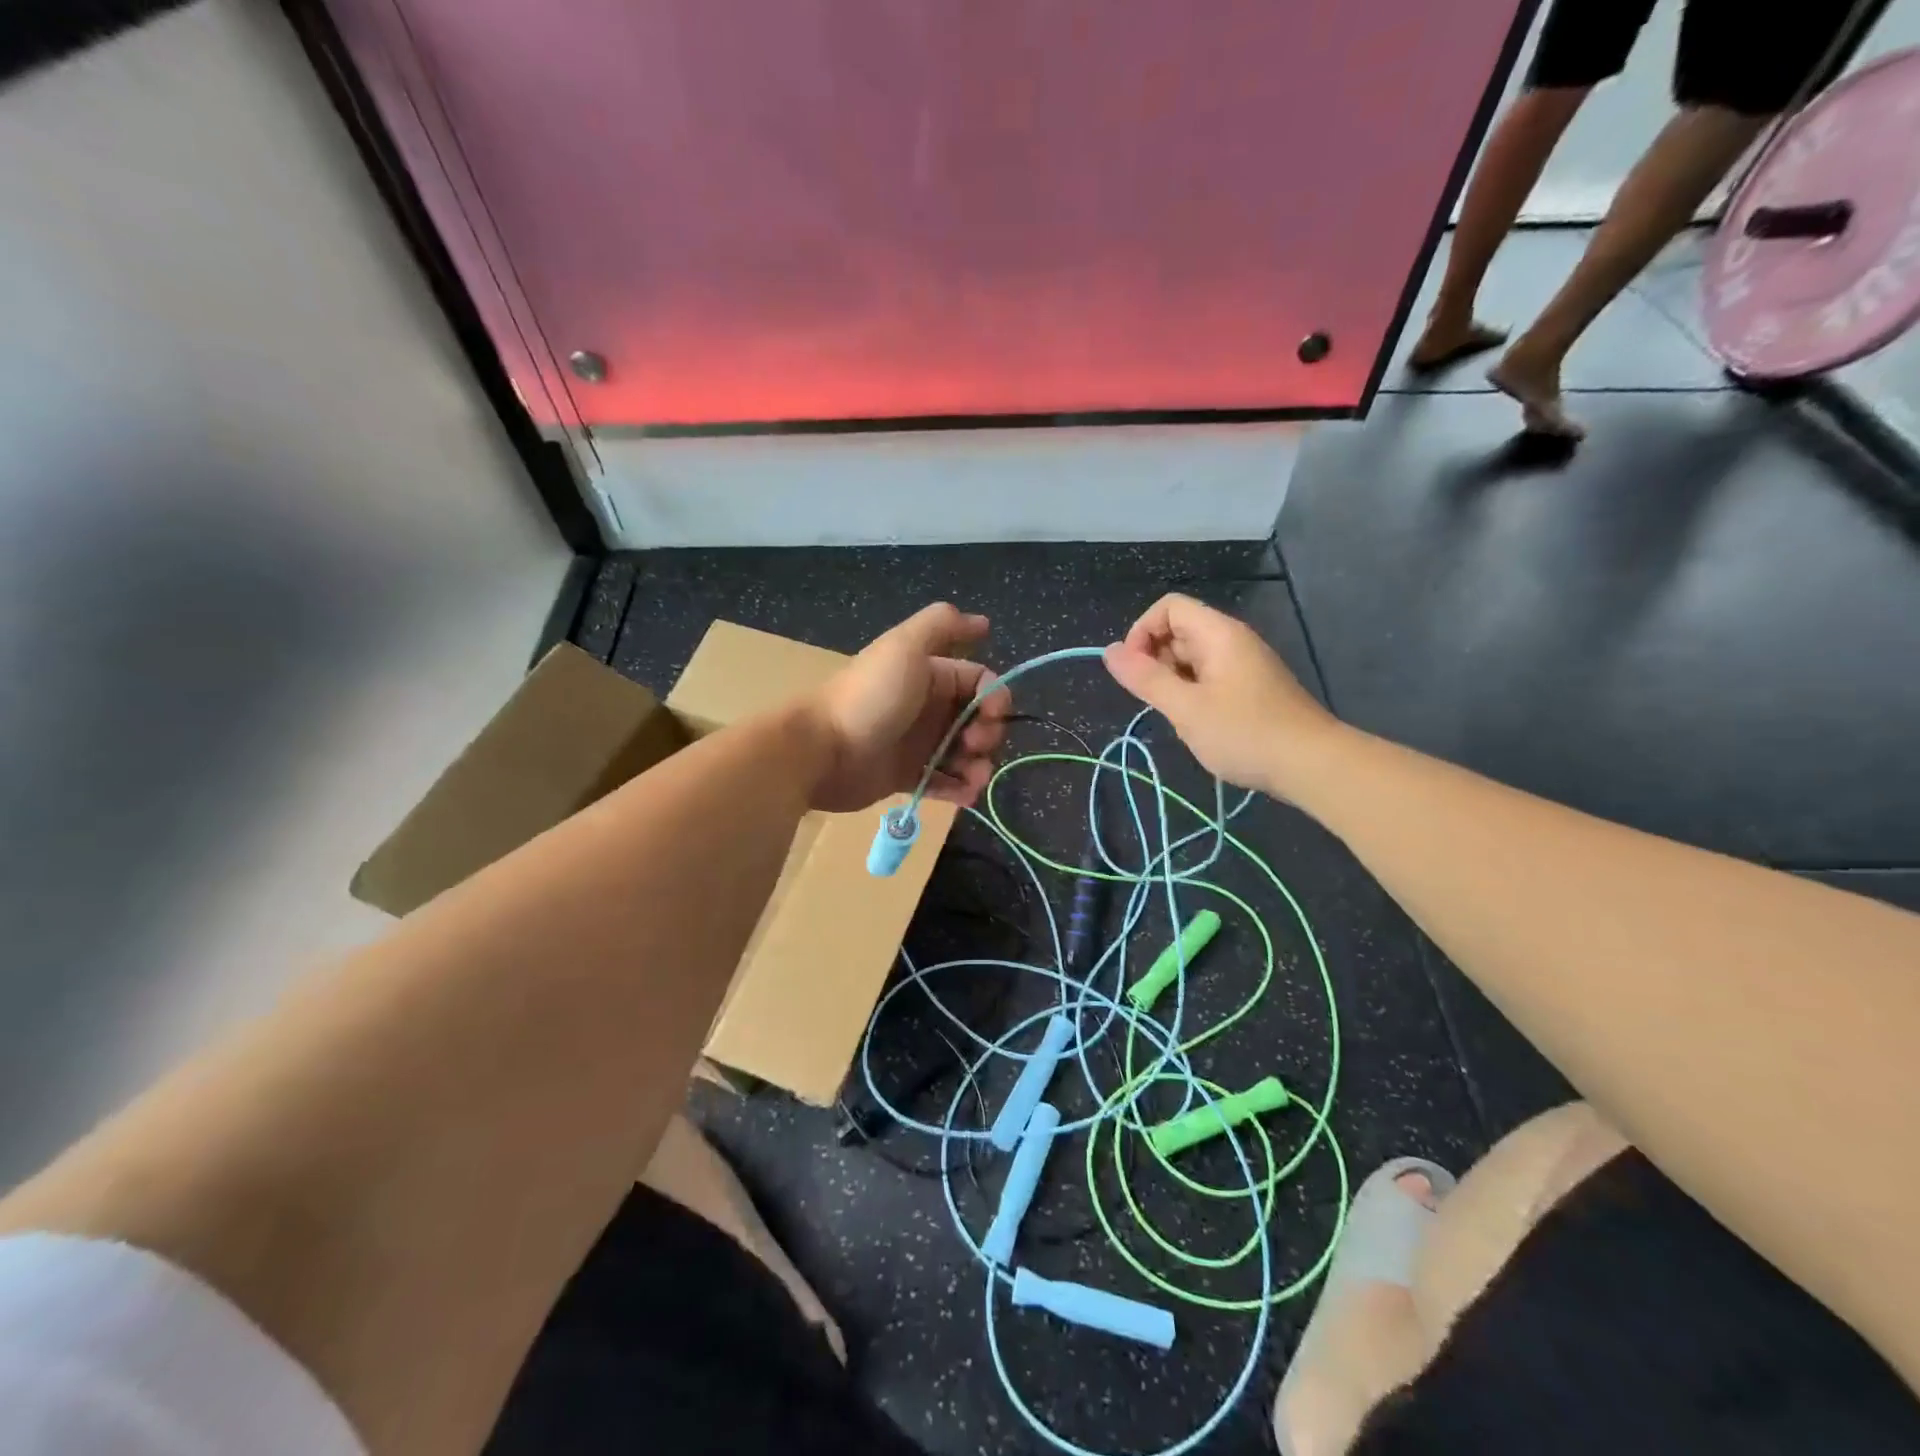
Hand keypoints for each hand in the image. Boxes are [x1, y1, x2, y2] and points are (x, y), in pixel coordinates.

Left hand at [808, 603, 1010, 812]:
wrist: (821, 750)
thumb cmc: (869, 698)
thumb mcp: (904, 647)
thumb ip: (942, 625)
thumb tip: (983, 622)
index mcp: (929, 675)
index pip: (979, 681)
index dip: (994, 697)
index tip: (992, 715)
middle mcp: (927, 707)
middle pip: (976, 719)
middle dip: (988, 734)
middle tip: (975, 746)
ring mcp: (916, 744)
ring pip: (964, 754)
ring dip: (979, 766)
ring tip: (973, 779)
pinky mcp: (906, 776)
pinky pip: (944, 783)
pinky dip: (960, 789)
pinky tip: (964, 794)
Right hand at [1104, 593, 1338, 796]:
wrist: (1312, 764)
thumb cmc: (1244, 733)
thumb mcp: (1185, 708)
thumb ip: (1145, 678)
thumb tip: (1109, 650)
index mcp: (1218, 634)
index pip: (1168, 608)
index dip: (1141, 632)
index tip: (1133, 671)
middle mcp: (1232, 640)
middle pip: (1179, 631)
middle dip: (1155, 660)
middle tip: (1155, 701)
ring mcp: (1244, 665)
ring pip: (1192, 658)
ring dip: (1173, 682)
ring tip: (1178, 717)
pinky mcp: (1251, 688)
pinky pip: (1209, 677)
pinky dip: (1193, 694)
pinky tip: (1198, 725)